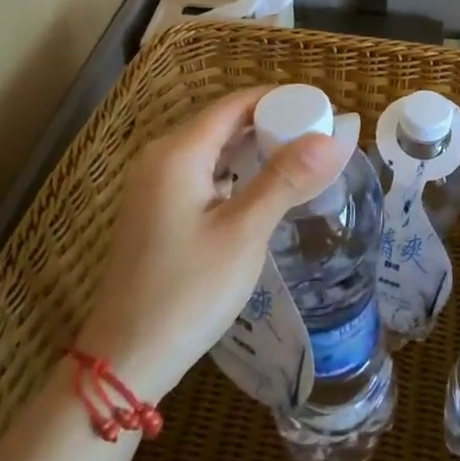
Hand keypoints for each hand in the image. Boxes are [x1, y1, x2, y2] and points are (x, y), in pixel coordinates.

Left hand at [76, 87, 346, 402]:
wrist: (126, 360)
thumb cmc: (187, 292)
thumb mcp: (244, 233)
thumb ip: (286, 179)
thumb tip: (333, 138)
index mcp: (177, 153)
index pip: (234, 104)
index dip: (279, 100)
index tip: (321, 109)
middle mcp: (160, 158)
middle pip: (222, 123)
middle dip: (270, 124)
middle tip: (318, 137)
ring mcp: (153, 186)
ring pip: (212, 149)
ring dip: (254, 149)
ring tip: (300, 160)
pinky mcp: (156, 211)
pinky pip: (201, 173)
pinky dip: (235, 172)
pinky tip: (261, 190)